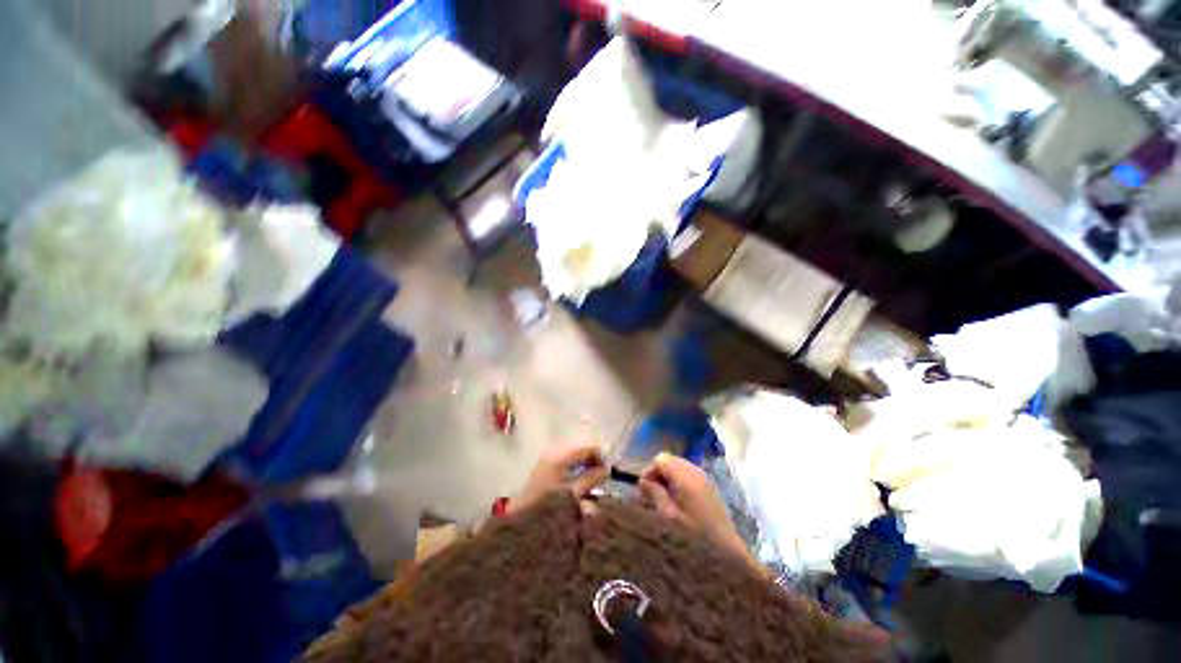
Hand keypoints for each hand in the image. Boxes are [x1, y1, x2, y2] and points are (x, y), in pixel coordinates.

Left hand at [508, 441, 608, 513]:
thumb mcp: (573, 496)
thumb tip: (607, 469)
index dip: (600, 457)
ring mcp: (547, 461)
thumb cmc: (548, 510)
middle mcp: (553, 453)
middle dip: (592, 462)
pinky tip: (578, 486)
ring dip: (584, 467)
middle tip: (601, 479)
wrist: (520, 526)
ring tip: (591, 485)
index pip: (587, 447)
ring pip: (573, 457)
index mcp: (560, 457)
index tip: (608, 473)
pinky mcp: (545, 470)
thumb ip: (591, 479)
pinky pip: (566, 463)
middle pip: (580, 449)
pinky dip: (575, 471)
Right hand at [639, 453, 753, 565]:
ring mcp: (705, 479)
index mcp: (685, 476)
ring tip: (664, 501)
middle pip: (670, 461)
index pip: (660, 459)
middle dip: (658, 475)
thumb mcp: (669, 518)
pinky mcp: (710, 488)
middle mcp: (696, 471)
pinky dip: (679, 484)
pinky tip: (679, 504)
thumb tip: (643, 481)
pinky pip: (689, 476)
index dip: (649, 472)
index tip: (644, 492)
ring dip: (668, 480)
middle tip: (652, 497)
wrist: (729, 555)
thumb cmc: (695, 538)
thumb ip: (655, 495)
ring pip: (679, 468)